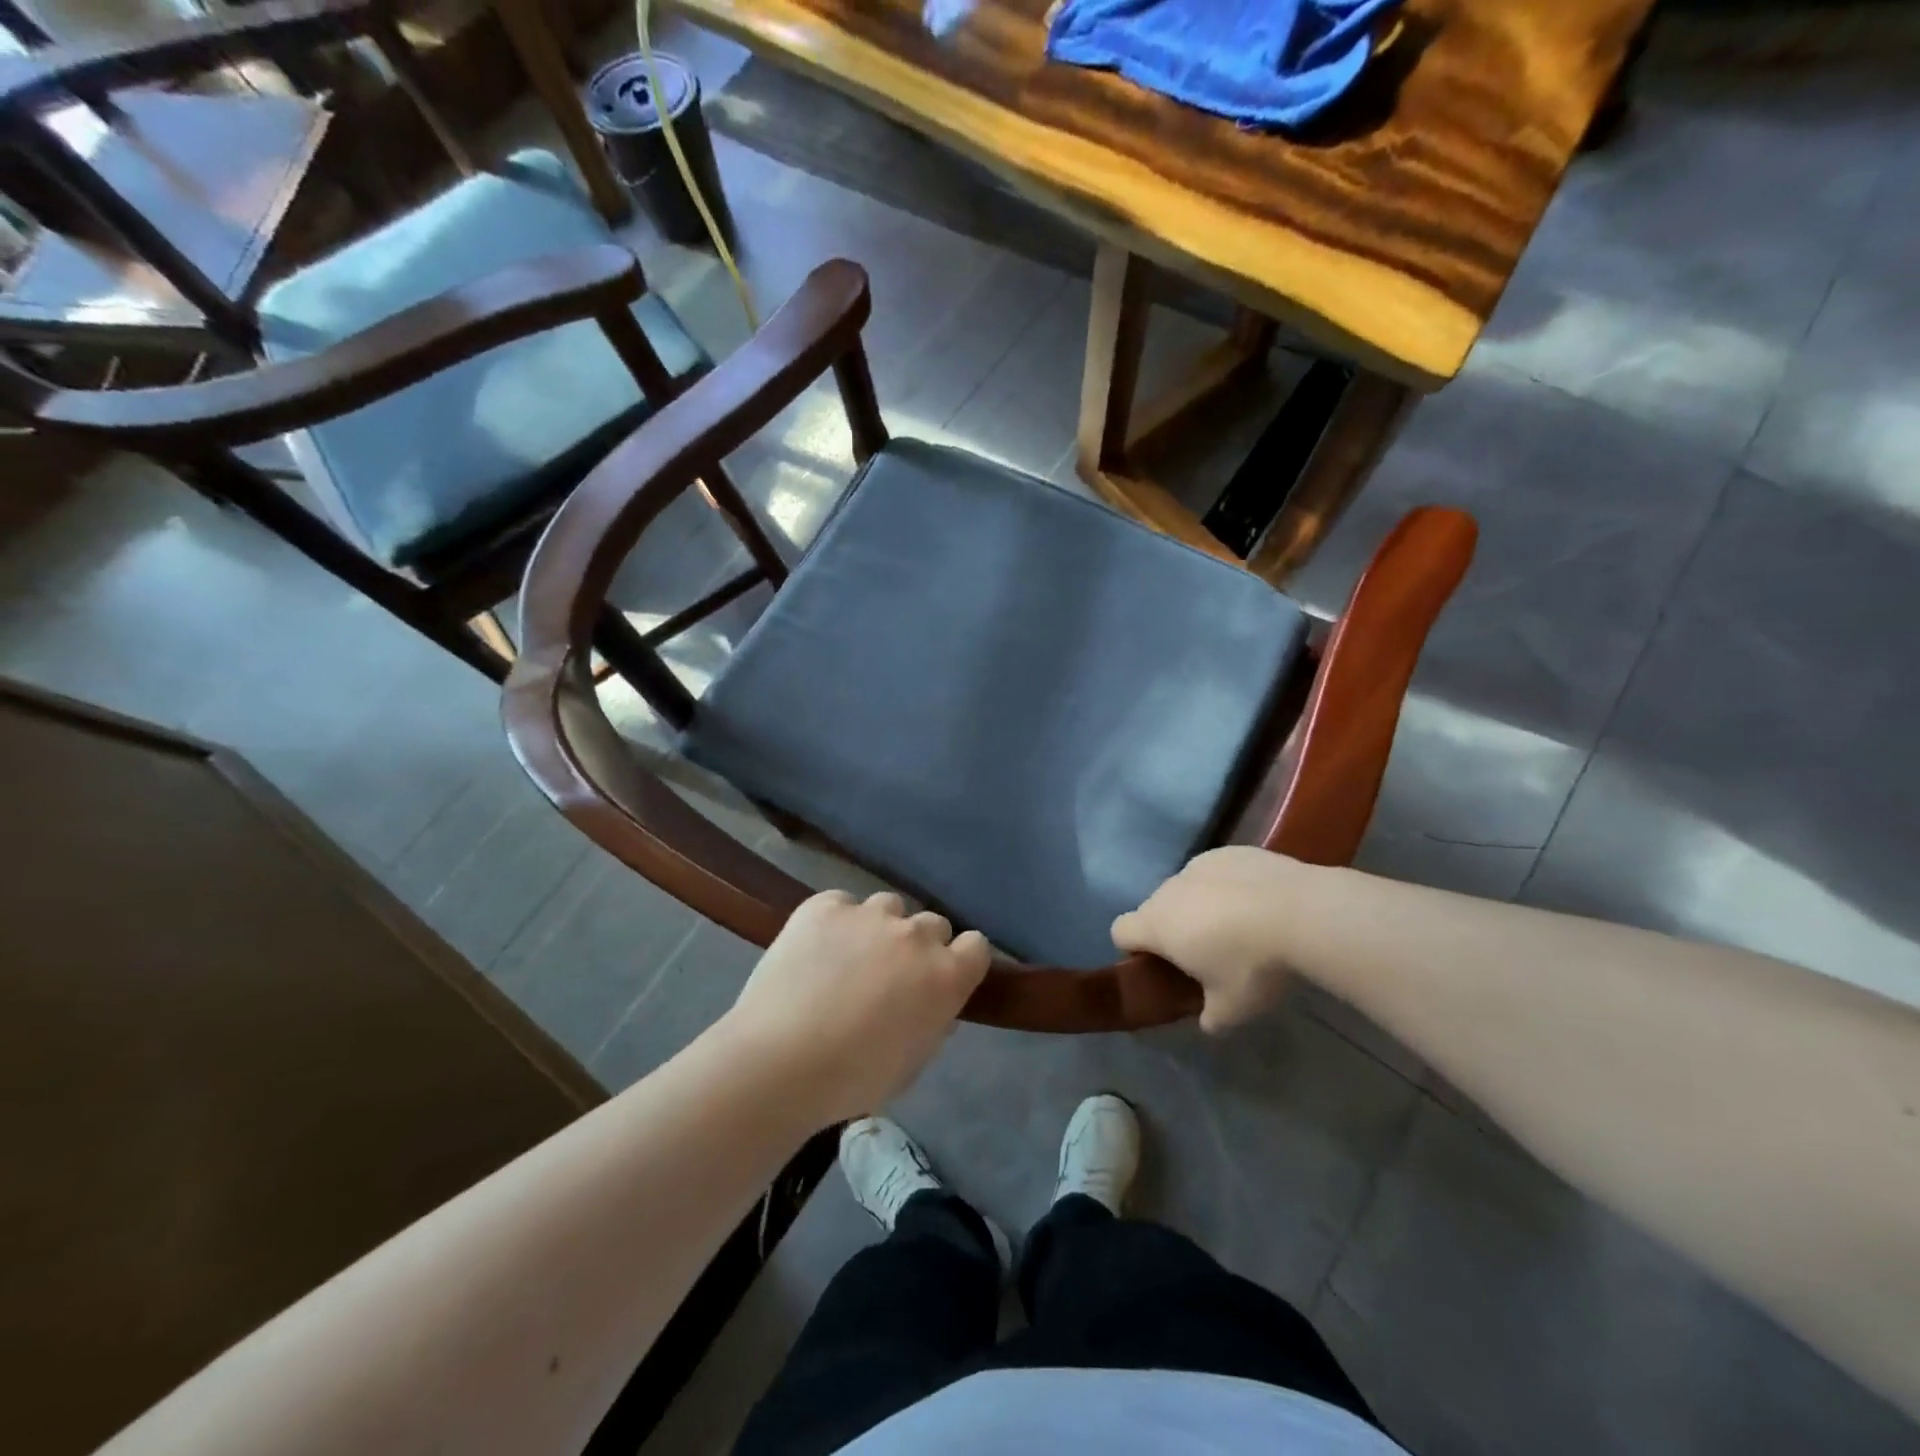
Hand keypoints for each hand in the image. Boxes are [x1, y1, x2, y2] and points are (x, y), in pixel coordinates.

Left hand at [722, 890, 991, 1122]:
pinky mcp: (825, 906)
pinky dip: (835, 922)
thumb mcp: (912, 1063)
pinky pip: (841, 904)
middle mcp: (915, 935)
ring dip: (879, 929)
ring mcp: (869, 914)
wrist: (780, 1061)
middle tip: (891, 976)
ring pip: (888, 907)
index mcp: (945, 976)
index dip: (962, 960)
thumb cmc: (853, 1079)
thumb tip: (936, 1006)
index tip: (944, 978)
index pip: (977, 946)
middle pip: (933, 924)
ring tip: (849, 958)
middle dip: (919, 947)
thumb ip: (933, 1023)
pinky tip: (815, 949)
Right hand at [1111, 846, 1301, 1032]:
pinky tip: (1261, 902)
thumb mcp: (1232, 1008)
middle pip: (1155, 909)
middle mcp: (1169, 889)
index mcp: (1157, 925)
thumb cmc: (1253, 964)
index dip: (1134, 950)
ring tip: (1241, 926)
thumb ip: (1210, 1016)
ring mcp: (1199, 864)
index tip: (1162, 966)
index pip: (1120, 931)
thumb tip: (1207, 1020)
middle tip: (1209, 954)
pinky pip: (1217, 872)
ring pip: (1187, 888)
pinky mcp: (1231, 851)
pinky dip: (1228, 886)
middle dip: (1173, 929)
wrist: (1301, 911)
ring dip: (1200, 905)